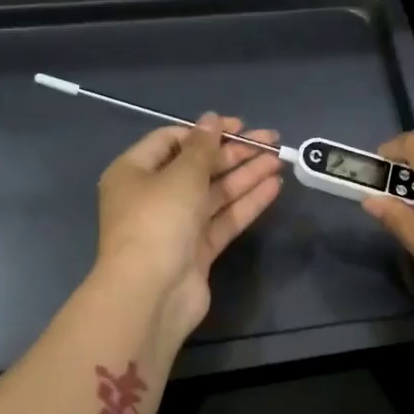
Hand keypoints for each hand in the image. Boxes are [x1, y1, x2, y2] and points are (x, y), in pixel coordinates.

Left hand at [96, 114, 284, 340]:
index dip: (206, 131)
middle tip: (271, 142)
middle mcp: (152, 196)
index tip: (240, 126)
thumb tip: (211, 118)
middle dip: (234, 153)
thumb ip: (202, 146)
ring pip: (214, 193)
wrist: (151, 294)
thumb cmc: (157, 221)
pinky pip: (223, 219)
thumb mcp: (181, 175)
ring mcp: (175, 225)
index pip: (172, 141)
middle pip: (197, 167)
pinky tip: (273, 187)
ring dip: (245, 176)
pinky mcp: (196, 250)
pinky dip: (246, 203)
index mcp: (134, 172)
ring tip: (279, 161)